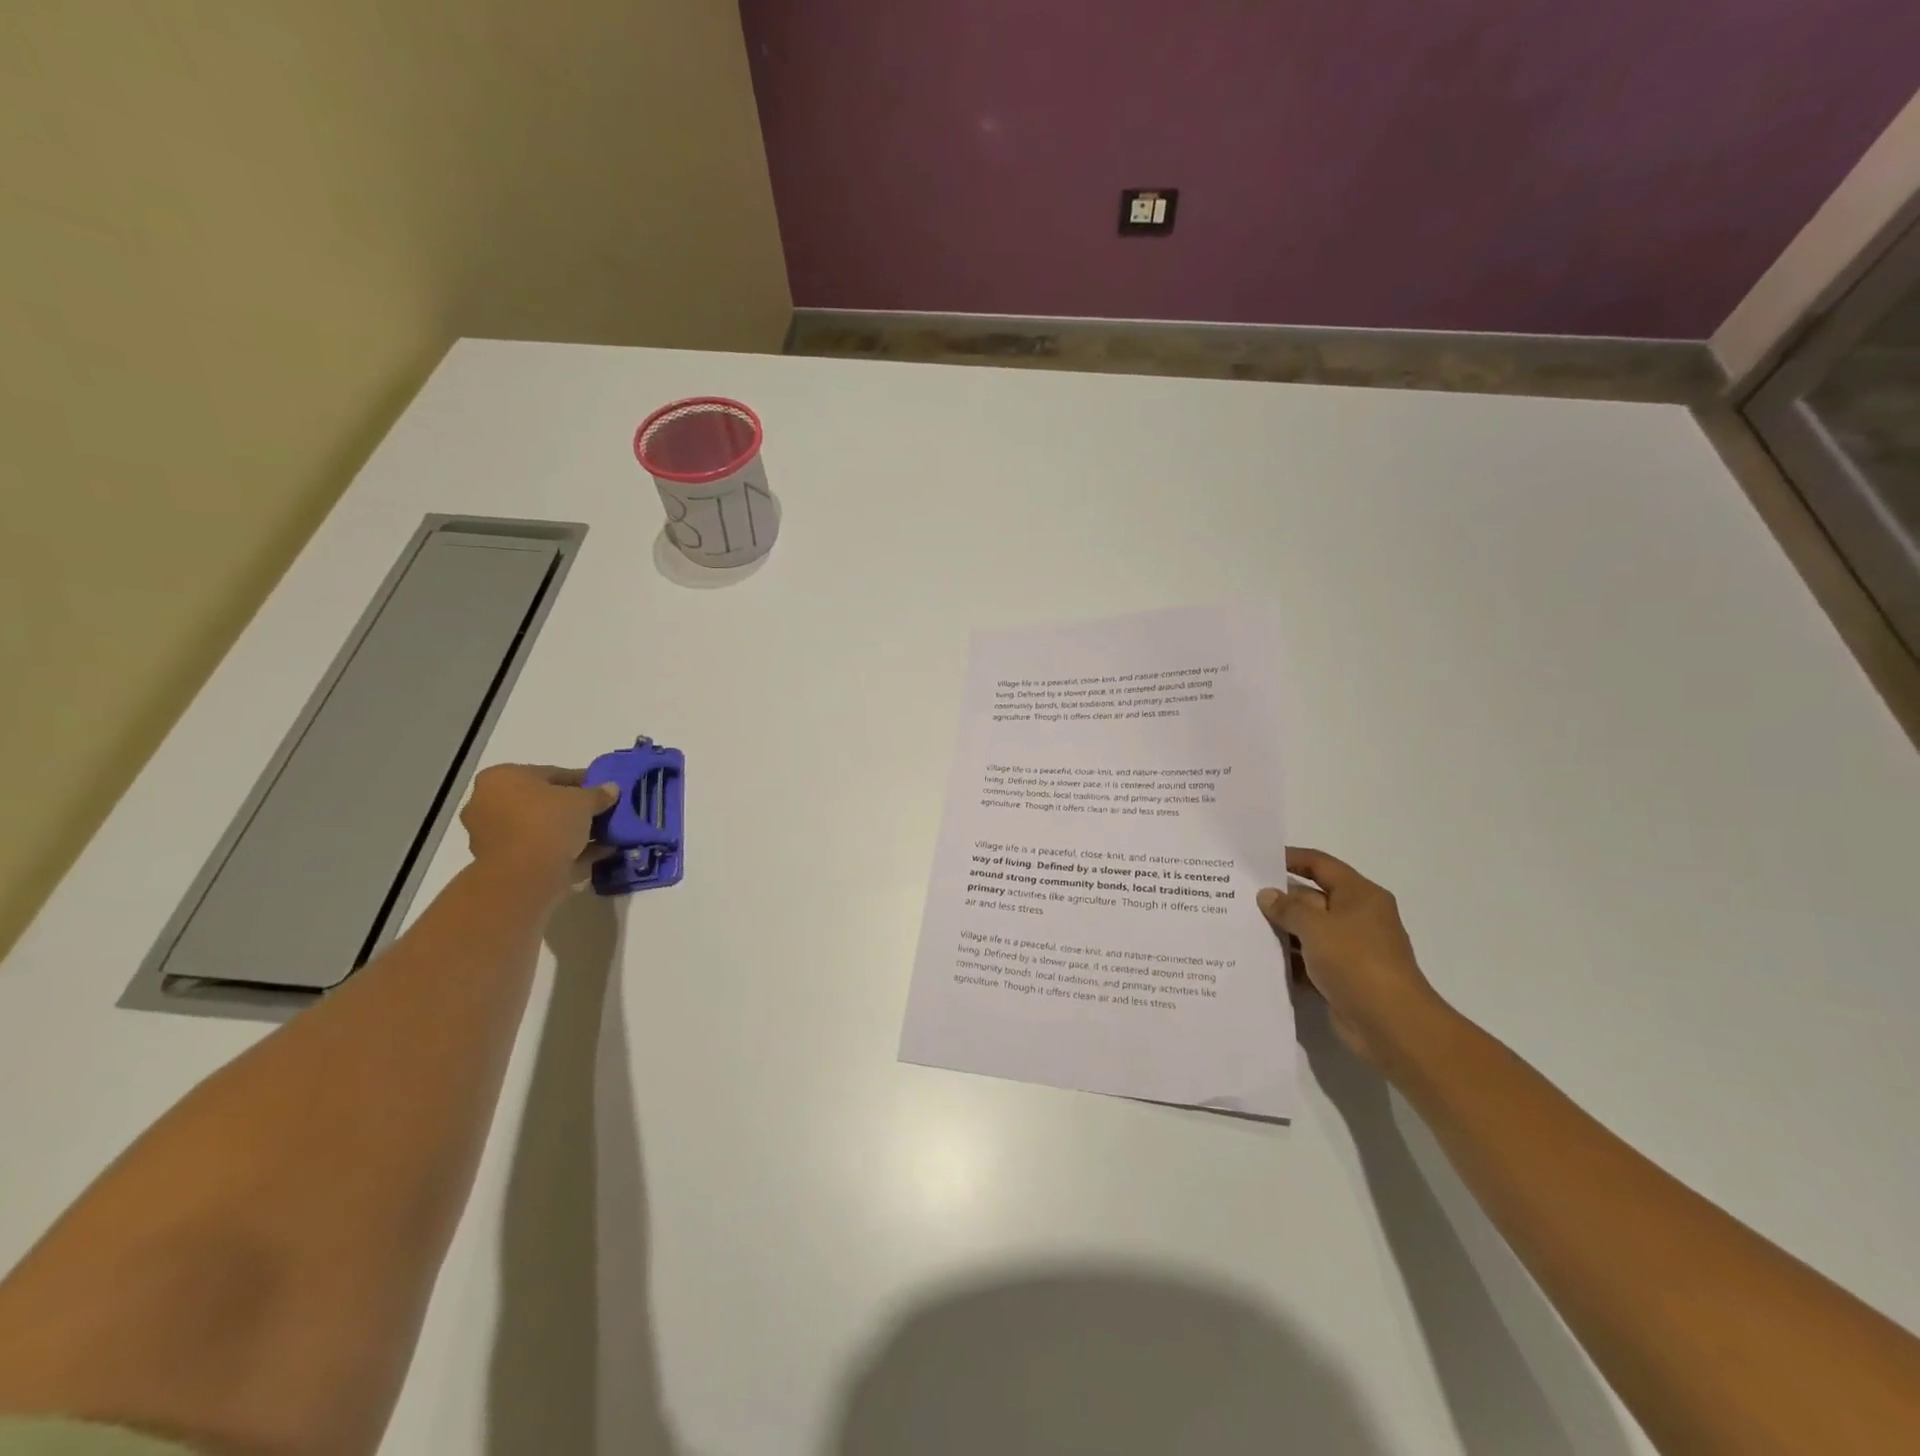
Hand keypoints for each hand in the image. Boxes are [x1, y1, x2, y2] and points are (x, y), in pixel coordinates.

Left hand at [460, 765, 618, 898]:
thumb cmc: (548, 822)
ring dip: (570, 831)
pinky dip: (566, 850)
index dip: (582, 781)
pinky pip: (540, 849)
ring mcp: (492, 835)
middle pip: (542, 802)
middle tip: (601, 813)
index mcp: (501, 778)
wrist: (524, 875)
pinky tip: (596, 852)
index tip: (604, 790)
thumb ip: (598, 793)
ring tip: (603, 835)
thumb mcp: (584, 801)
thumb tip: (611, 789)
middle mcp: (488, 803)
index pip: (551, 774)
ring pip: (541, 827)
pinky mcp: (502, 862)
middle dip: (573, 808)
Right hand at [1258, 848, 1449, 1073]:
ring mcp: (1349, 949)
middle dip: (1278, 898)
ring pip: (1306, 931)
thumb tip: (1267, 895)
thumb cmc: (1356, 962)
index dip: (1291, 858)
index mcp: (1359, 896)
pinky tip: (1257, 959)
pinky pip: (1307, 960)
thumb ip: (1288, 908)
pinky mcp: (1340, 977)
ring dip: (1279, 931)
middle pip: (1311, 898)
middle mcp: (1356, 918)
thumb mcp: (1317, 926)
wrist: (1390, 1025)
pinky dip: (1287, 960)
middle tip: (1237, 895)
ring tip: (1239, 925)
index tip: (1257, 860)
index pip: (1321, 865)